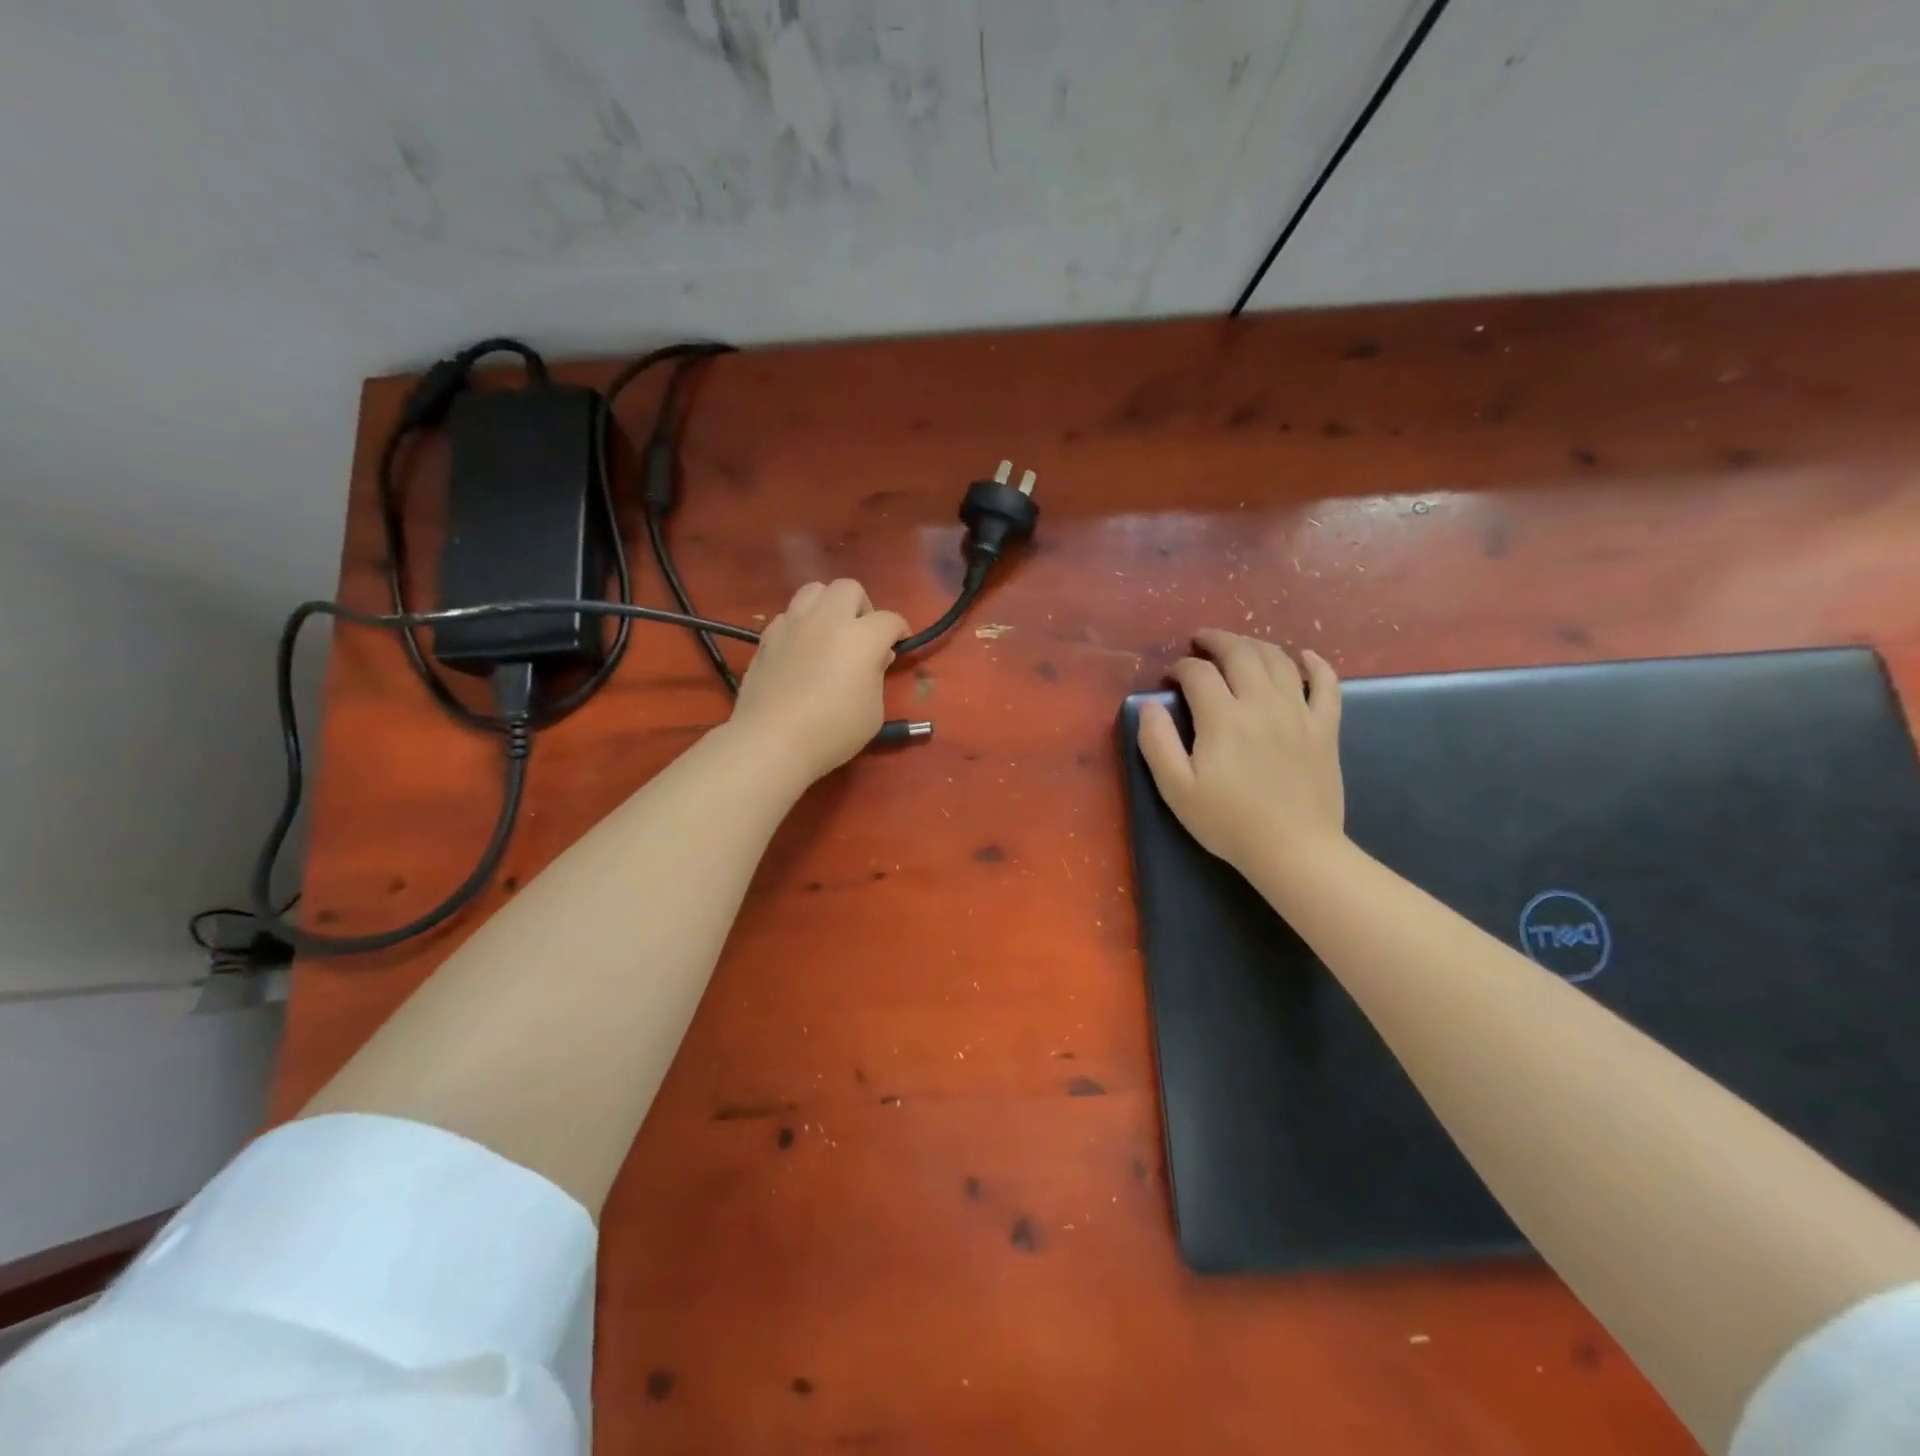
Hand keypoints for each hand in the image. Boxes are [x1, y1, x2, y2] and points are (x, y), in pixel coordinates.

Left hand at [728, 579, 907, 785]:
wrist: (772, 740)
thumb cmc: (833, 731)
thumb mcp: (874, 711)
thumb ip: (876, 676)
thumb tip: (874, 657)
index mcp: (862, 637)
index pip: (890, 620)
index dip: (899, 631)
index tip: (899, 645)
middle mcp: (828, 620)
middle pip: (849, 588)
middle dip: (862, 607)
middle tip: (862, 635)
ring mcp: (793, 624)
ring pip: (814, 590)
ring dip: (828, 605)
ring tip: (829, 633)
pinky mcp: (767, 637)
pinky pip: (788, 615)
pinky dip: (800, 625)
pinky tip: (801, 650)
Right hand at [1137, 630, 1344, 878]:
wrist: (1293, 849)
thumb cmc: (1228, 822)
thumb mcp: (1176, 789)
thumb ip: (1157, 743)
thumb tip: (1149, 705)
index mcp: (1223, 717)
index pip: (1198, 673)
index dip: (1180, 667)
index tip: (1170, 678)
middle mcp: (1262, 702)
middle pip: (1240, 653)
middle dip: (1217, 640)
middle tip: (1201, 641)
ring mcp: (1299, 712)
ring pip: (1279, 660)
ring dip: (1255, 644)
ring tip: (1239, 646)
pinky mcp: (1325, 727)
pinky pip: (1326, 683)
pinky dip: (1315, 663)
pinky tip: (1304, 656)